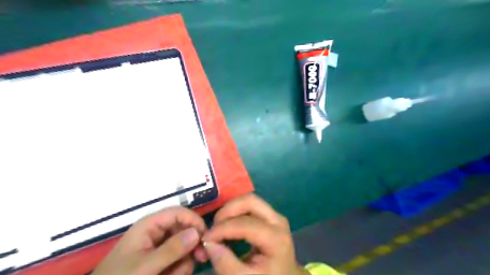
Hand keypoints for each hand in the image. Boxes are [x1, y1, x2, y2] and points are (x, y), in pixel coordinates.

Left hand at [92, 206, 205, 274]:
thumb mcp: (144, 267)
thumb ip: (171, 250)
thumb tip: (197, 232)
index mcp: (150, 225)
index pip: (179, 212)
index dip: (194, 221)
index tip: (205, 238)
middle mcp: (157, 231)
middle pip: (185, 229)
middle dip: (192, 245)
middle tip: (200, 259)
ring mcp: (159, 246)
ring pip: (185, 246)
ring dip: (184, 262)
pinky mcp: (160, 259)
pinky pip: (179, 258)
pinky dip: (178, 269)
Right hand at [201, 194, 306, 274]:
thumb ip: (225, 264)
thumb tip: (208, 243)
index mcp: (276, 238)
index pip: (246, 224)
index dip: (223, 229)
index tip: (206, 238)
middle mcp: (278, 220)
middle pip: (250, 201)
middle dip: (228, 210)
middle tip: (214, 226)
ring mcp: (275, 215)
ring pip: (250, 200)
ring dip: (231, 209)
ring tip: (219, 226)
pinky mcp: (270, 215)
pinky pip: (251, 206)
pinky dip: (236, 211)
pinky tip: (228, 224)